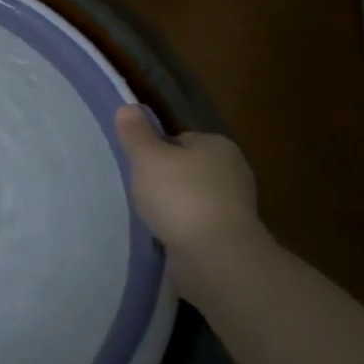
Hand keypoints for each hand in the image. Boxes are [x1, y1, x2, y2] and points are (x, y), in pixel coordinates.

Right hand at [114, 105, 268, 283]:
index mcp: (218, 145)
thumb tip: (128, 107)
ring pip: (192, 199)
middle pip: (187, 169)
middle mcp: (233, 171)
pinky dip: (182, 230)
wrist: (216, 256)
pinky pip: (197, 225)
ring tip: (149, 219)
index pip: (180, 140)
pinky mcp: (231, 237)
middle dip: (165, 181)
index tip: (138, 167)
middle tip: (139, 193)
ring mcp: (235, 207)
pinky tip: (164, 238)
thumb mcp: (147, 157)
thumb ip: (135, 133)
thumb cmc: (180, 196)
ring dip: (173, 208)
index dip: (156, 151)